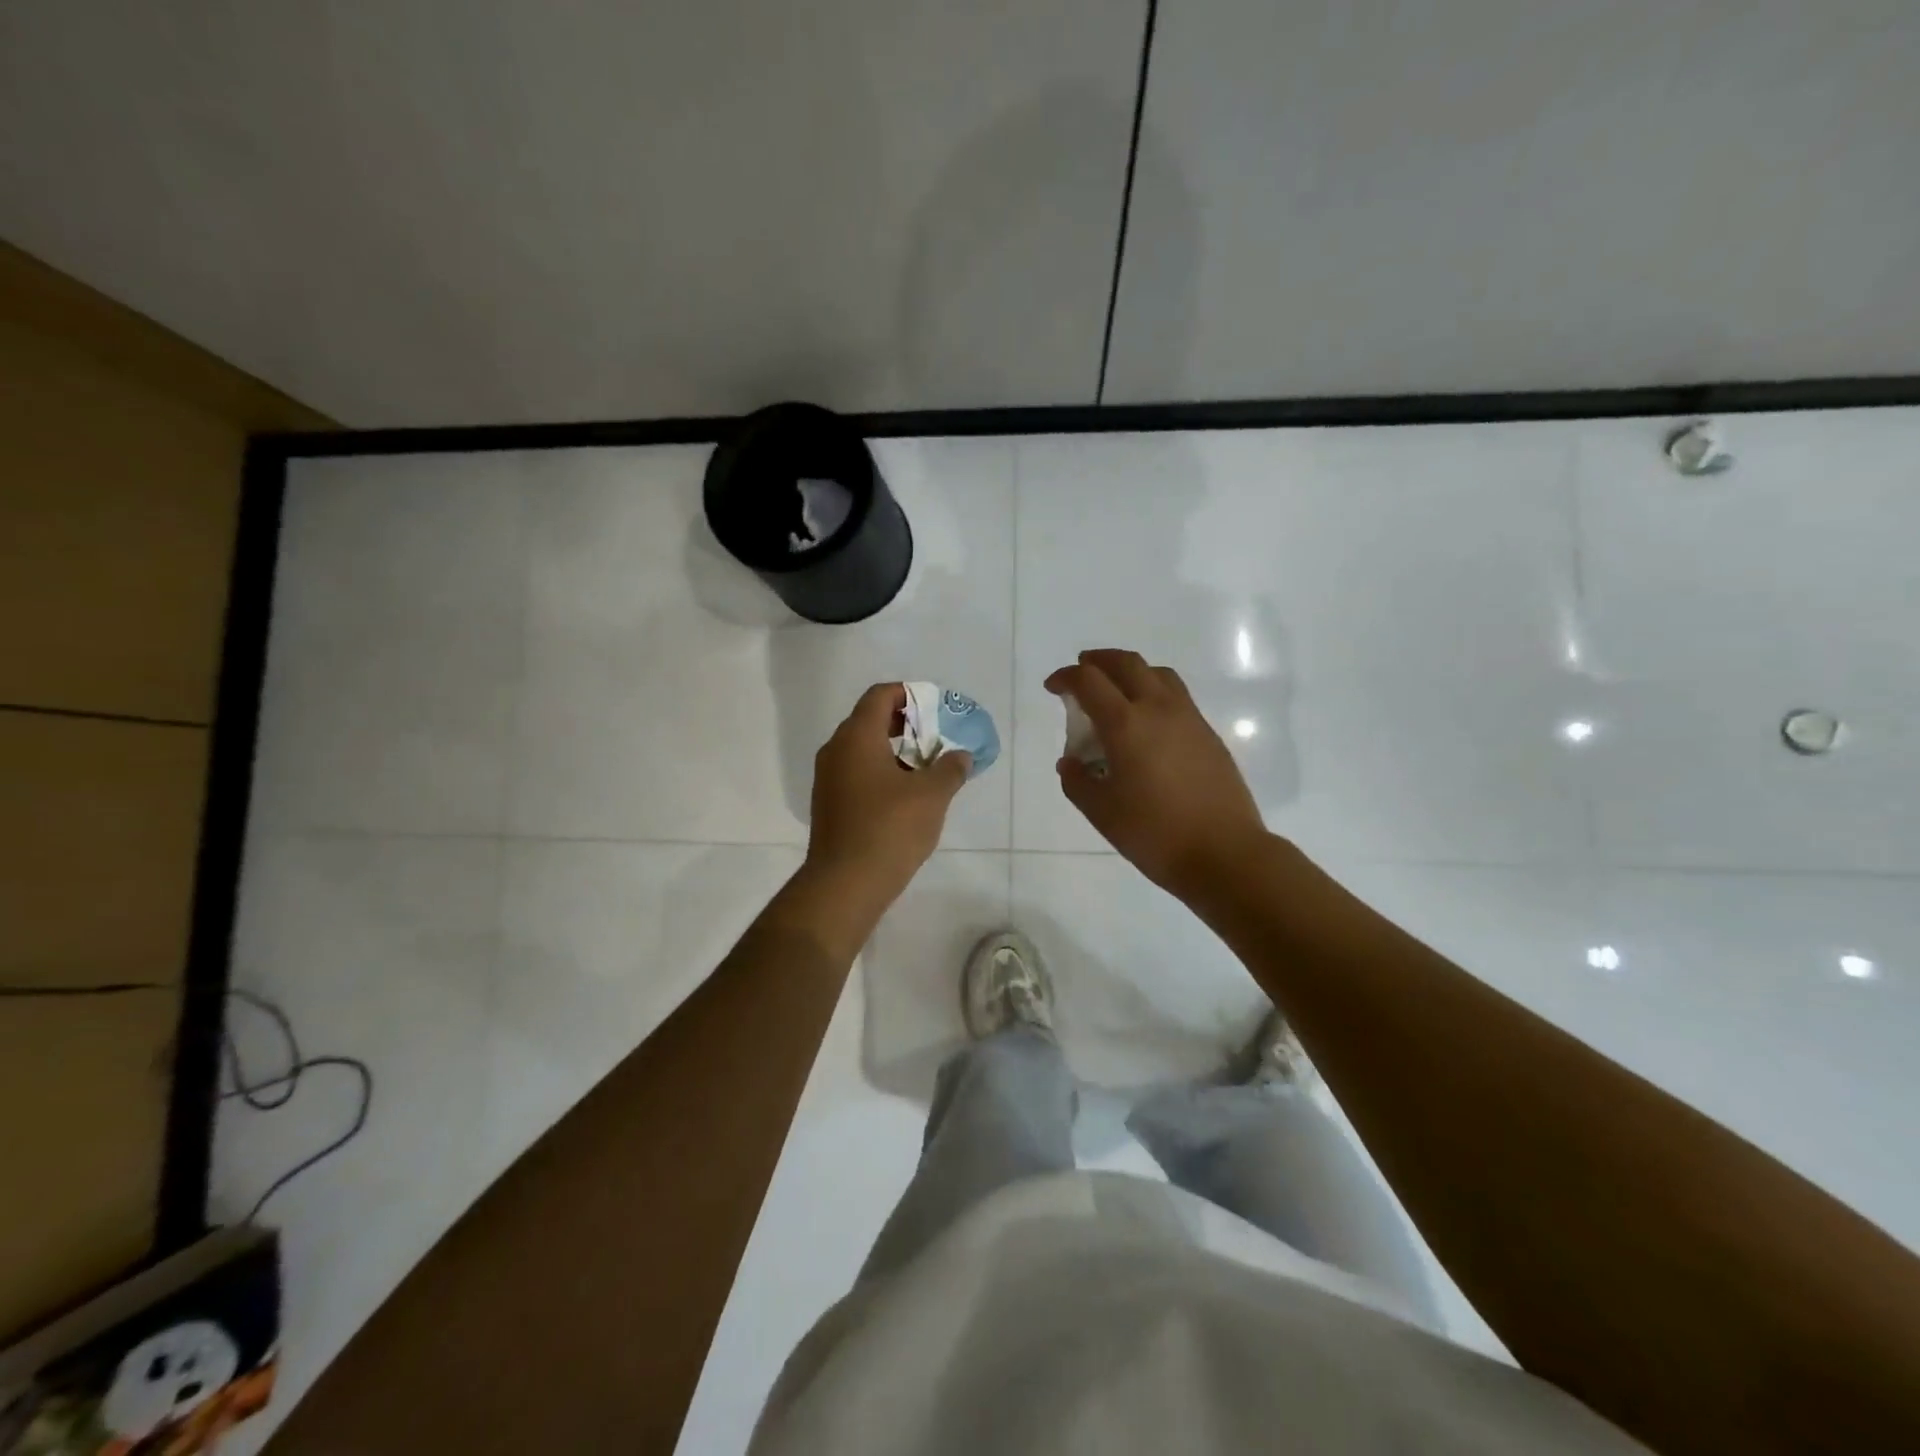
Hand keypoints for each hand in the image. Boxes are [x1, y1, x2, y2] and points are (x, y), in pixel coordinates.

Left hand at [806, 683, 970, 909]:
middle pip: (871, 720)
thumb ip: (950, 768)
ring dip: (896, 752)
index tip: (936, 709)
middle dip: (906, 724)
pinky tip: (907, 796)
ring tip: (928, 768)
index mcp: (857, 736)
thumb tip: (960, 756)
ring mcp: (829, 779)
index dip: (909, 694)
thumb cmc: (889, 828)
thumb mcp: (932, 795)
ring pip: (864, 750)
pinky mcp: (830, 805)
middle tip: (937, 737)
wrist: (845, 883)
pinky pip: (858, 774)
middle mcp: (836, 750)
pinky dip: (882, 773)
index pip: (880, 695)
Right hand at [1046, 649, 1268, 901]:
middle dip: (1098, 661)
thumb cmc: (1154, 834)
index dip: (1066, 677)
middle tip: (1082, 671)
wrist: (1224, 853)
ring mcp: (1189, 718)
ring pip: (1157, 673)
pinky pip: (1176, 695)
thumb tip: (1070, 762)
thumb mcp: (1102, 812)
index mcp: (1126, 725)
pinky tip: (1146, 721)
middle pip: (1126, 663)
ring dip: (1130, 671)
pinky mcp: (1208, 734)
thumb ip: (1077, 781)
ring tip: (1116, 690)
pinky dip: (1153, 691)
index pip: (1089, 681)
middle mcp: (1158, 709)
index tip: (1053, 687)